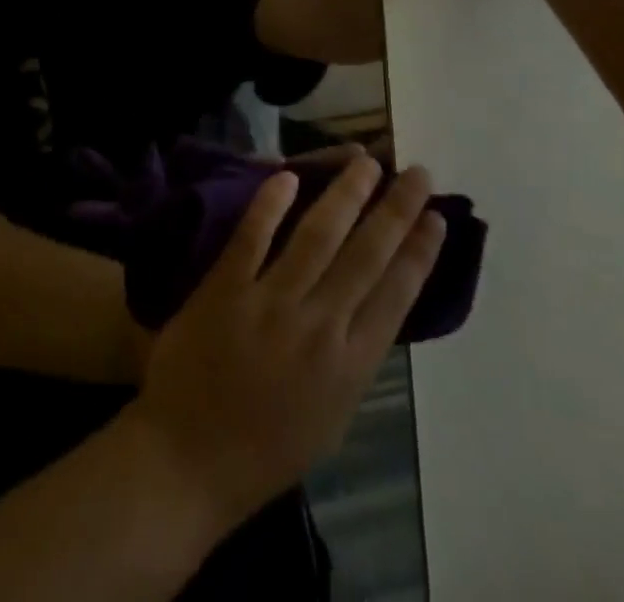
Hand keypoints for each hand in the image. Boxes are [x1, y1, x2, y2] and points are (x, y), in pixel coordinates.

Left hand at [126, 159, 445, 528]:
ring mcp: (270, 303)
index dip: (419, 252)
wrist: (186, 461)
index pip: (396, 295)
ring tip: (368, 162)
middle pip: (366, 256)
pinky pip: (254, 236)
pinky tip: (289, 174)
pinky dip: (271, 204)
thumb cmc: (263, 450)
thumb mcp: (329, 418)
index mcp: (350, 368)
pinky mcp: (226, 287)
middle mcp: (318, 327)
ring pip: (318, 236)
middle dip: (396, 211)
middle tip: (417, 172)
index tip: (436, 218)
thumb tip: (370, 308)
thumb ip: (352, 361)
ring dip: (346, 194)